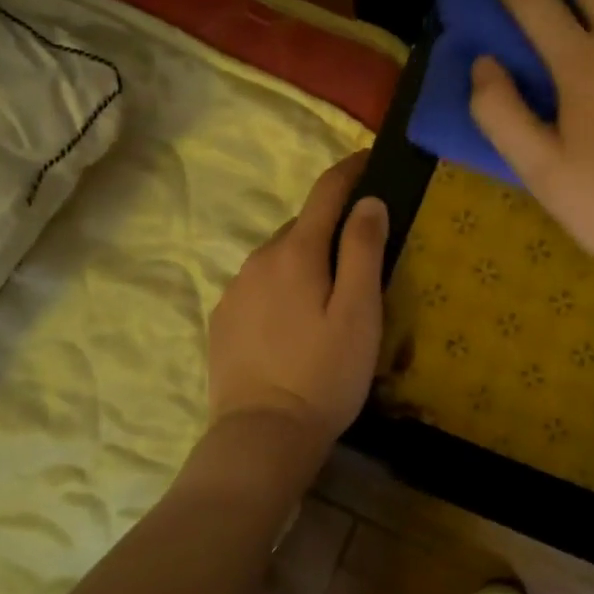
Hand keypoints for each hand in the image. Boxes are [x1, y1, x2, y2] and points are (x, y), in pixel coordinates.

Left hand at [207, 150, 388, 448]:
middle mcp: (259, 259)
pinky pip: (258, 286)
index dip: (350, 170)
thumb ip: (364, 251)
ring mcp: (235, 289)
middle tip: (362, 251)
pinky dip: (280, 287)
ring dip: (304, 260)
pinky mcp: (223, 319)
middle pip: (302, 226)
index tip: (371, 158)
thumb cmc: (324, 374)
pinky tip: (293, 321)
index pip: (325, 192)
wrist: (262, 435)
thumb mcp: (359, 313)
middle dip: (331, 226)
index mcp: (296, 252)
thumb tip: (369, 201)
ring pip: (278, 257)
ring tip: (328, 294)